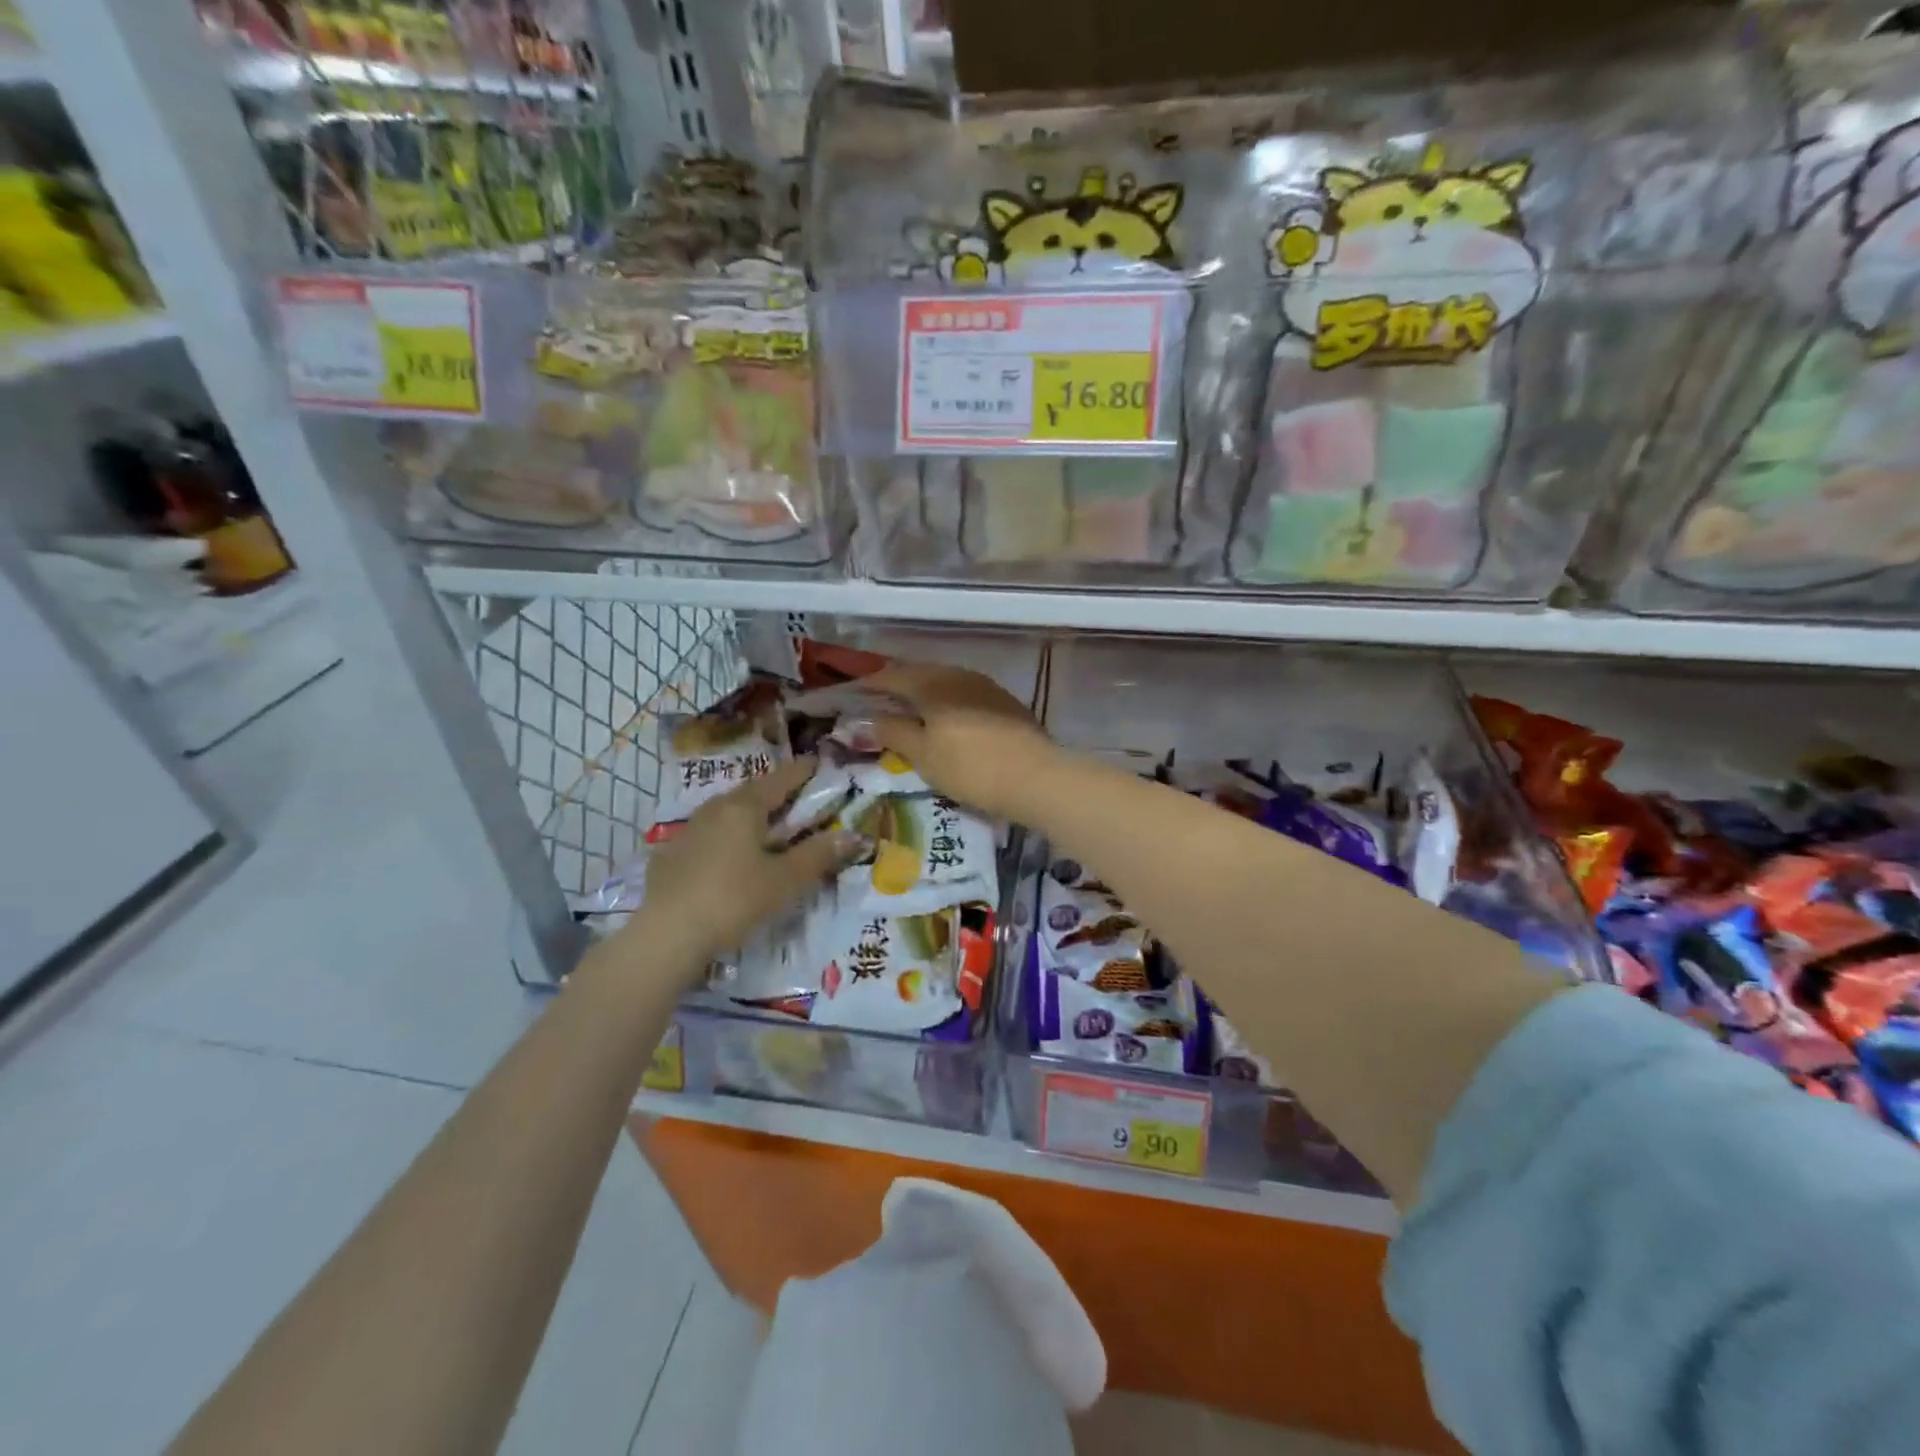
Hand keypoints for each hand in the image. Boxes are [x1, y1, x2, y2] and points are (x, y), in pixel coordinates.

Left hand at [623, 758, 863, 968]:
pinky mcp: (670, 856)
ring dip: (749, 817)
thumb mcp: (785, 880)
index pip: (780, 779)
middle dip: (776, 794)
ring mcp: (687, 831)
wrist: (667, 935)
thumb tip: (854, 835)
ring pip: (726, 814)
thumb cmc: (734, 899)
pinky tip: (730, 858)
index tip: (818, 763)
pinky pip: (708, 836)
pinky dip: (727, 839)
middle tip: (797, 800)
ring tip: (766, 829)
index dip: (802, 772)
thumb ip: (819, 855)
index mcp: (744, 807)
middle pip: (751, 794)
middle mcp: (714, 809)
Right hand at [860, 661, 1060, 822]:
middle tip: (878, 704)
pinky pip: (965, 695)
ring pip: (945, 683)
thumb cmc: (969, 767)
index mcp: (933, 683)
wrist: (1036, 777)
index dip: (869, 684)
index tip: (852, 696)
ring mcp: (986, 687)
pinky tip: (946, 722)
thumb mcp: (922, 754)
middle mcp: (959, 675)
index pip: (892, 675)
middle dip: (897, 687)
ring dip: (924, 695)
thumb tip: (869, 718)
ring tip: (910, 714)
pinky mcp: (1006, 703)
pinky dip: (947, 704)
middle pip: (920, 674)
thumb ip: (893, 732)